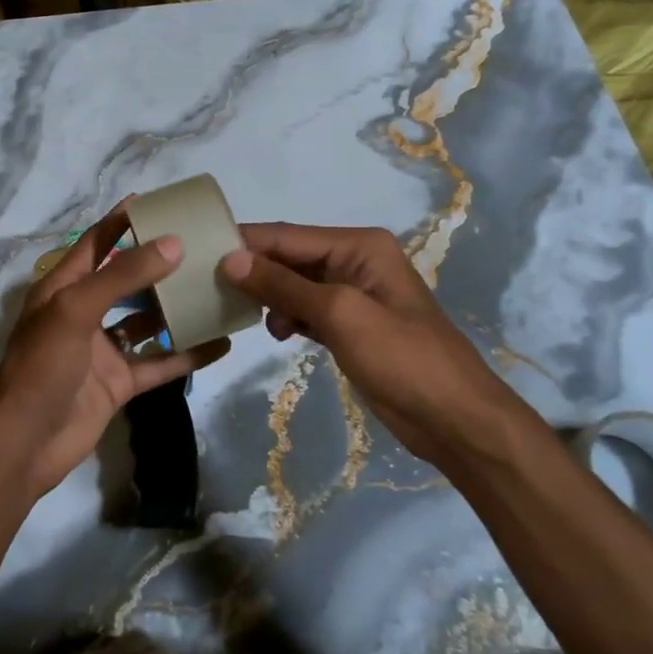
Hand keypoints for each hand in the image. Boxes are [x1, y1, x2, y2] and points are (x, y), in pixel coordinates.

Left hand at [0, 201, 229, 498]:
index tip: (157, 202)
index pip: (95, 244)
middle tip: (201, 246)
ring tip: (216, 288)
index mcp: (62, 288)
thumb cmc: (41, 367)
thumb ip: (122, 277)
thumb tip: (173, 244)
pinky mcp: (119, 383)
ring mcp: (102, 350)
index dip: (122, 221)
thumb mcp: (75, 311)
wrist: (24, 444)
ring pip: (146, 321)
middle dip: (159, 264)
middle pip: (126, 280)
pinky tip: (220, 343)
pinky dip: (187, 354)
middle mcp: (83, 313)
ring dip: (176, 308)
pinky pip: (159, 363)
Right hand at [220, 223, 545, 475]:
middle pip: (290, 257)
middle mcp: (355, 262)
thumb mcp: (340, 314)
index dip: (245, 242)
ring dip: (269, 297)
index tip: (198, 252)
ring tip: (242, 314)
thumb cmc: (401, 358)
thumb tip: (230, 259)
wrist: (454, 418)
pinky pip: (307, 310)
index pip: (288, 235)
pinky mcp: (350, 326)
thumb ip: (284, 285)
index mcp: (359, 246)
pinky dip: (287, 318)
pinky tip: (276, 333)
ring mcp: (353, 296)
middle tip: (208, 287)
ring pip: (295, 285)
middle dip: (253, 271)